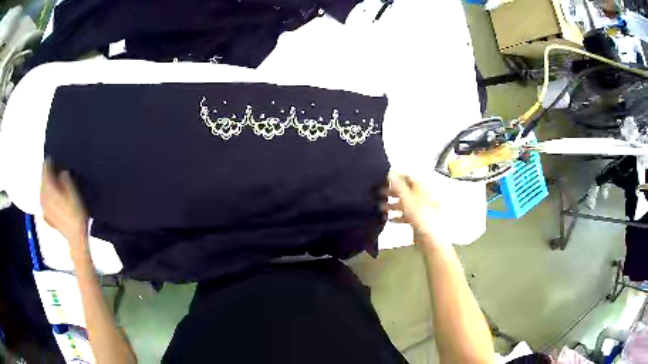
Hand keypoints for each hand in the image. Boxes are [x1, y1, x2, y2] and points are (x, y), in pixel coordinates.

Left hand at [40, 159, 88, 254]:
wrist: (76, 238)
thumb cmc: (76, 214)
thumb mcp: (74, 191)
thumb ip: (65, 178)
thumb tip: (62, 171)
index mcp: (49, 188)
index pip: (46, 169)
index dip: (50, 162)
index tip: (53, 158)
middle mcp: (43, 196)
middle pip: (43, 179)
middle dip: (47, 174)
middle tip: (54, 169)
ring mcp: (44, 207)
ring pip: (42, 189)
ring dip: (46, 184)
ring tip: (52, 182)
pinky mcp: (47, 215)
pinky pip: (43, 199)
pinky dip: (46, 195)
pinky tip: (50, 196)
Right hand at [387, 173, 444, 245]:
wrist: (430, 238)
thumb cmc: (419, 215)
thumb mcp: (407, 198)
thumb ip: (398, 185)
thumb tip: (391, 173)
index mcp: (422, 188)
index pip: (409, 177)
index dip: (397, 176)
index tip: (384, 178)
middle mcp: (423, 196)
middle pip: (407, 190)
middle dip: (393, 192)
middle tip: (379, 193)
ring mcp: (422, 209)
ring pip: (406, 203)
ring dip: (393, 205)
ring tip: (381, 207)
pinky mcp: (420, 220)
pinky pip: (407, 215)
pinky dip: (399, 216)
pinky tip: (390, 219)